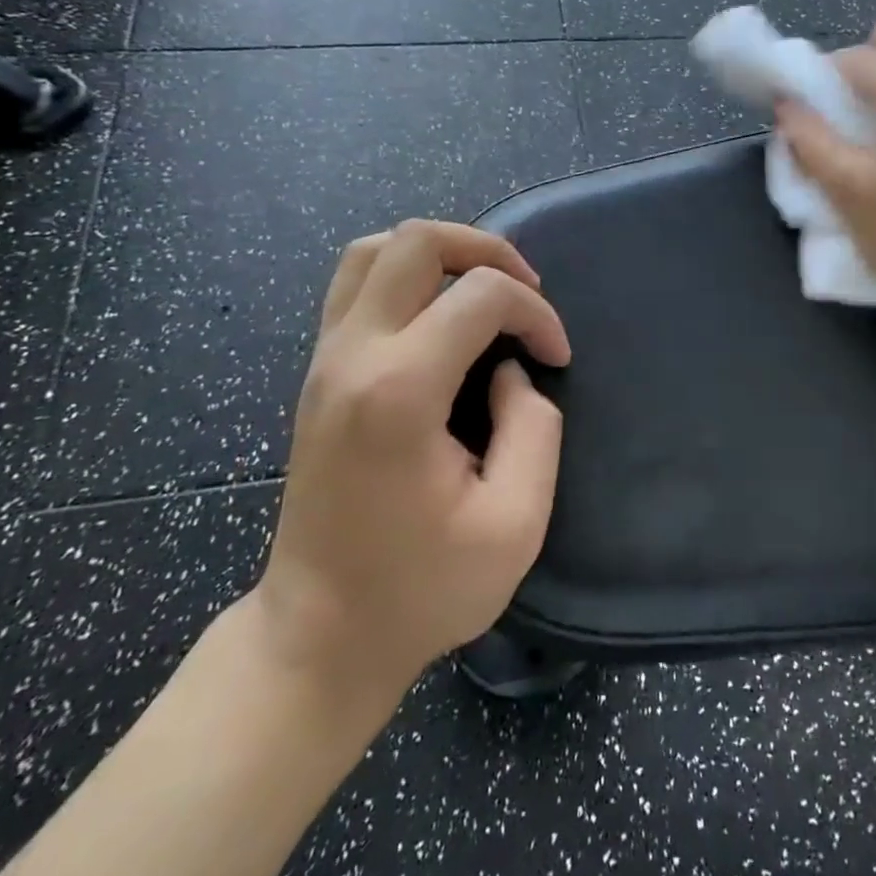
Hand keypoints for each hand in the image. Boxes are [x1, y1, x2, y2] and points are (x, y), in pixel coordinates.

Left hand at [251, 221, 571, 692]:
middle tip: (525, 291)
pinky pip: (356, 283)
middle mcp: (353, 355)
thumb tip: (511, 372)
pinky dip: (406, 274)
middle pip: (415, 241)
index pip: (480, 295)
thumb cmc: (421, 589)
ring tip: (482, 290)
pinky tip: (439, 314)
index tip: (557, 359)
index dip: (536, 314)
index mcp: (400, 391)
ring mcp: (325, 359)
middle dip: (486, 249)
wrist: (318, 635)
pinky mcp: (317, 372)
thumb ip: (533, 428)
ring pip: (374, 249)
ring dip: (440, 253)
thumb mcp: (515, 524)